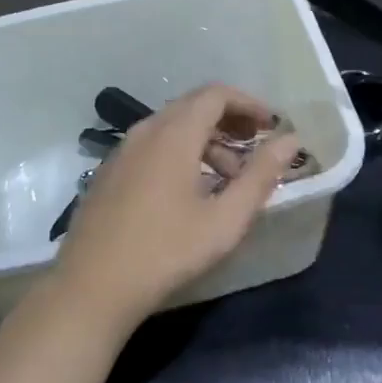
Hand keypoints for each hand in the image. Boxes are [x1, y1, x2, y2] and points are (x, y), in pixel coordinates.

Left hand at [52, 84, 301, 333]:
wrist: (90, 288)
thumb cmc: (165, 252)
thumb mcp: (224, 219)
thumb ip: (261, 176)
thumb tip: (291, 141)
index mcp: (174, 133)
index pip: (216, 94)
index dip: (248, 103)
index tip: (272, 126)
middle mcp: (146, 130)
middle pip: (194, 106)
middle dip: (230, 121)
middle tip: (256, 148)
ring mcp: (123, 150)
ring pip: (173, 126)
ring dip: (207, 140)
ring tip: (229, 178)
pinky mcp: (110, 171)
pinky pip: (153, 144)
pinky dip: (181, 152)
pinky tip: (190, 191)